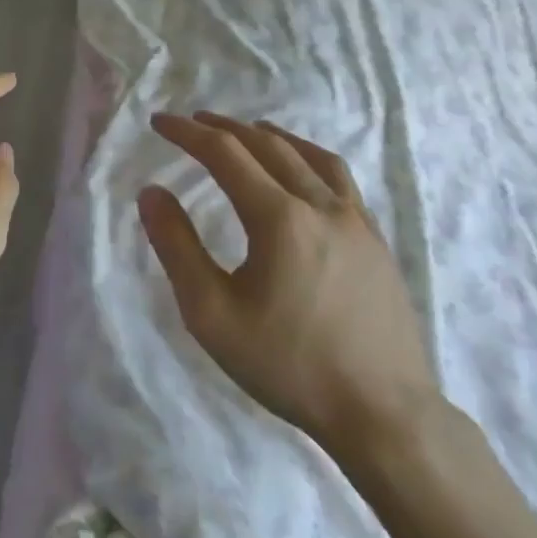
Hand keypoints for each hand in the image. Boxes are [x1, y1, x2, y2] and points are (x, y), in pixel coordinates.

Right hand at [140, 112, 441, 466]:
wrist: (385, 415)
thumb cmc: (289, 365)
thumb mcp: (212, 313)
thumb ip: (177, 247)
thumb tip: (151, 193)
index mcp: (279, 218)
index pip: (225, 154)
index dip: (188, 133)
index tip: (160, 121)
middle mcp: (320, 206)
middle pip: (267, 146)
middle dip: (225, 128)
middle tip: (195, 121)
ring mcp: (357, 222)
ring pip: (309, 156)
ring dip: (271, 136)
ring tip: (248, 131)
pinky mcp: (378, 242)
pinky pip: (340, 179)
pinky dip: (309, 158)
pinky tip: (303, 172)